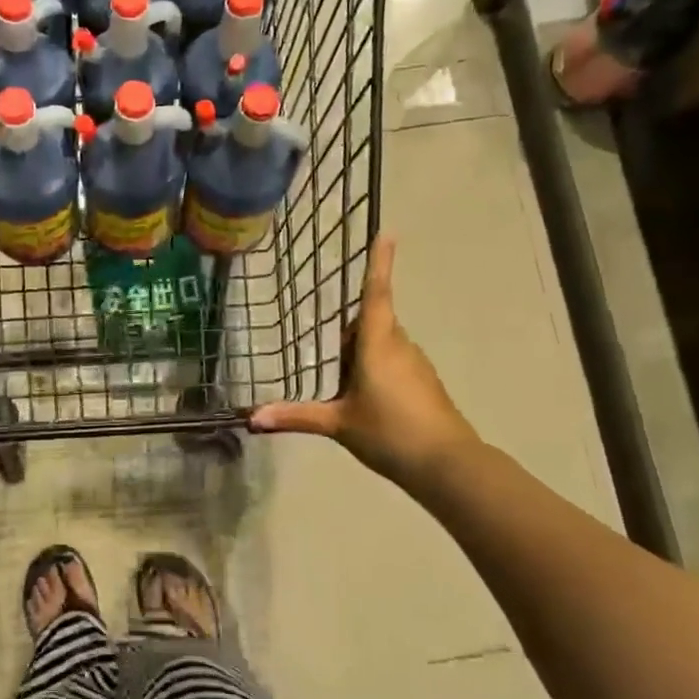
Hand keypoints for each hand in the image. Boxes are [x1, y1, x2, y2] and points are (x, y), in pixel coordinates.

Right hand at [249, 235, 478, 482]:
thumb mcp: (338, 424)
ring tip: (345, 385)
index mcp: (377, 344)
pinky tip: (369, 402)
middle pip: (373, 322)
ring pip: (384, 343)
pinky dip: (378, 370)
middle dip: (352, 331)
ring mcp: (416, 364)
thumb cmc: (390, 433)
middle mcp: (399, 345)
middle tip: (330, 354)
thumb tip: (252, 418)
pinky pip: (395, 362)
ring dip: (363, 353)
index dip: (379, 263)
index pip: (376, 294)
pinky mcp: (425, 382)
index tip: (388, 233)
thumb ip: (296, 416)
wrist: (447, 465)